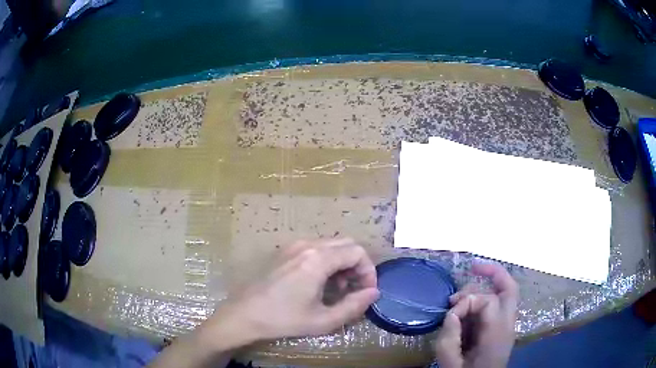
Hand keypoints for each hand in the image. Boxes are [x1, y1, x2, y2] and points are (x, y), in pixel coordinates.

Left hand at [208, 238, 379, 345]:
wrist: (244, 314)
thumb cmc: (284, 320)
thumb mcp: (323, 320)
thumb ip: (354, 306)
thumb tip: (374, 293)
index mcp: (317, 259)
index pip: (357, 252)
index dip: (368, 271)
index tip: (366, 291)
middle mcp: (307, 245)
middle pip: (346, 243)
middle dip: (357, 265)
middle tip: (353, 289)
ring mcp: (293, 245)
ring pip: (331, 244)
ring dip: (342, 263)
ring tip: (337, 288)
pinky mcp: (284, 251)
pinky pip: (315, 248)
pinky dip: (326, 260)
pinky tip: (319, 282)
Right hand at [434, 263, 518, 367]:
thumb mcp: (450, 362)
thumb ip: (449, 336)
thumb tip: (452, 314)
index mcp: (497, 333)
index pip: (488, 301)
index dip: (467, 302)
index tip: (450, 315)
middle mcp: (507, 325)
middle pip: (510, 288)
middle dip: (493, 273)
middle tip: (472, 267)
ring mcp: (507, 326)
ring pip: (504, 294)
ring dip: (484, 289)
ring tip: (459, 300)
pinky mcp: (501, 329)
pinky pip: (497, 306)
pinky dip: (484, 300)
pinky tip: (467, 308)